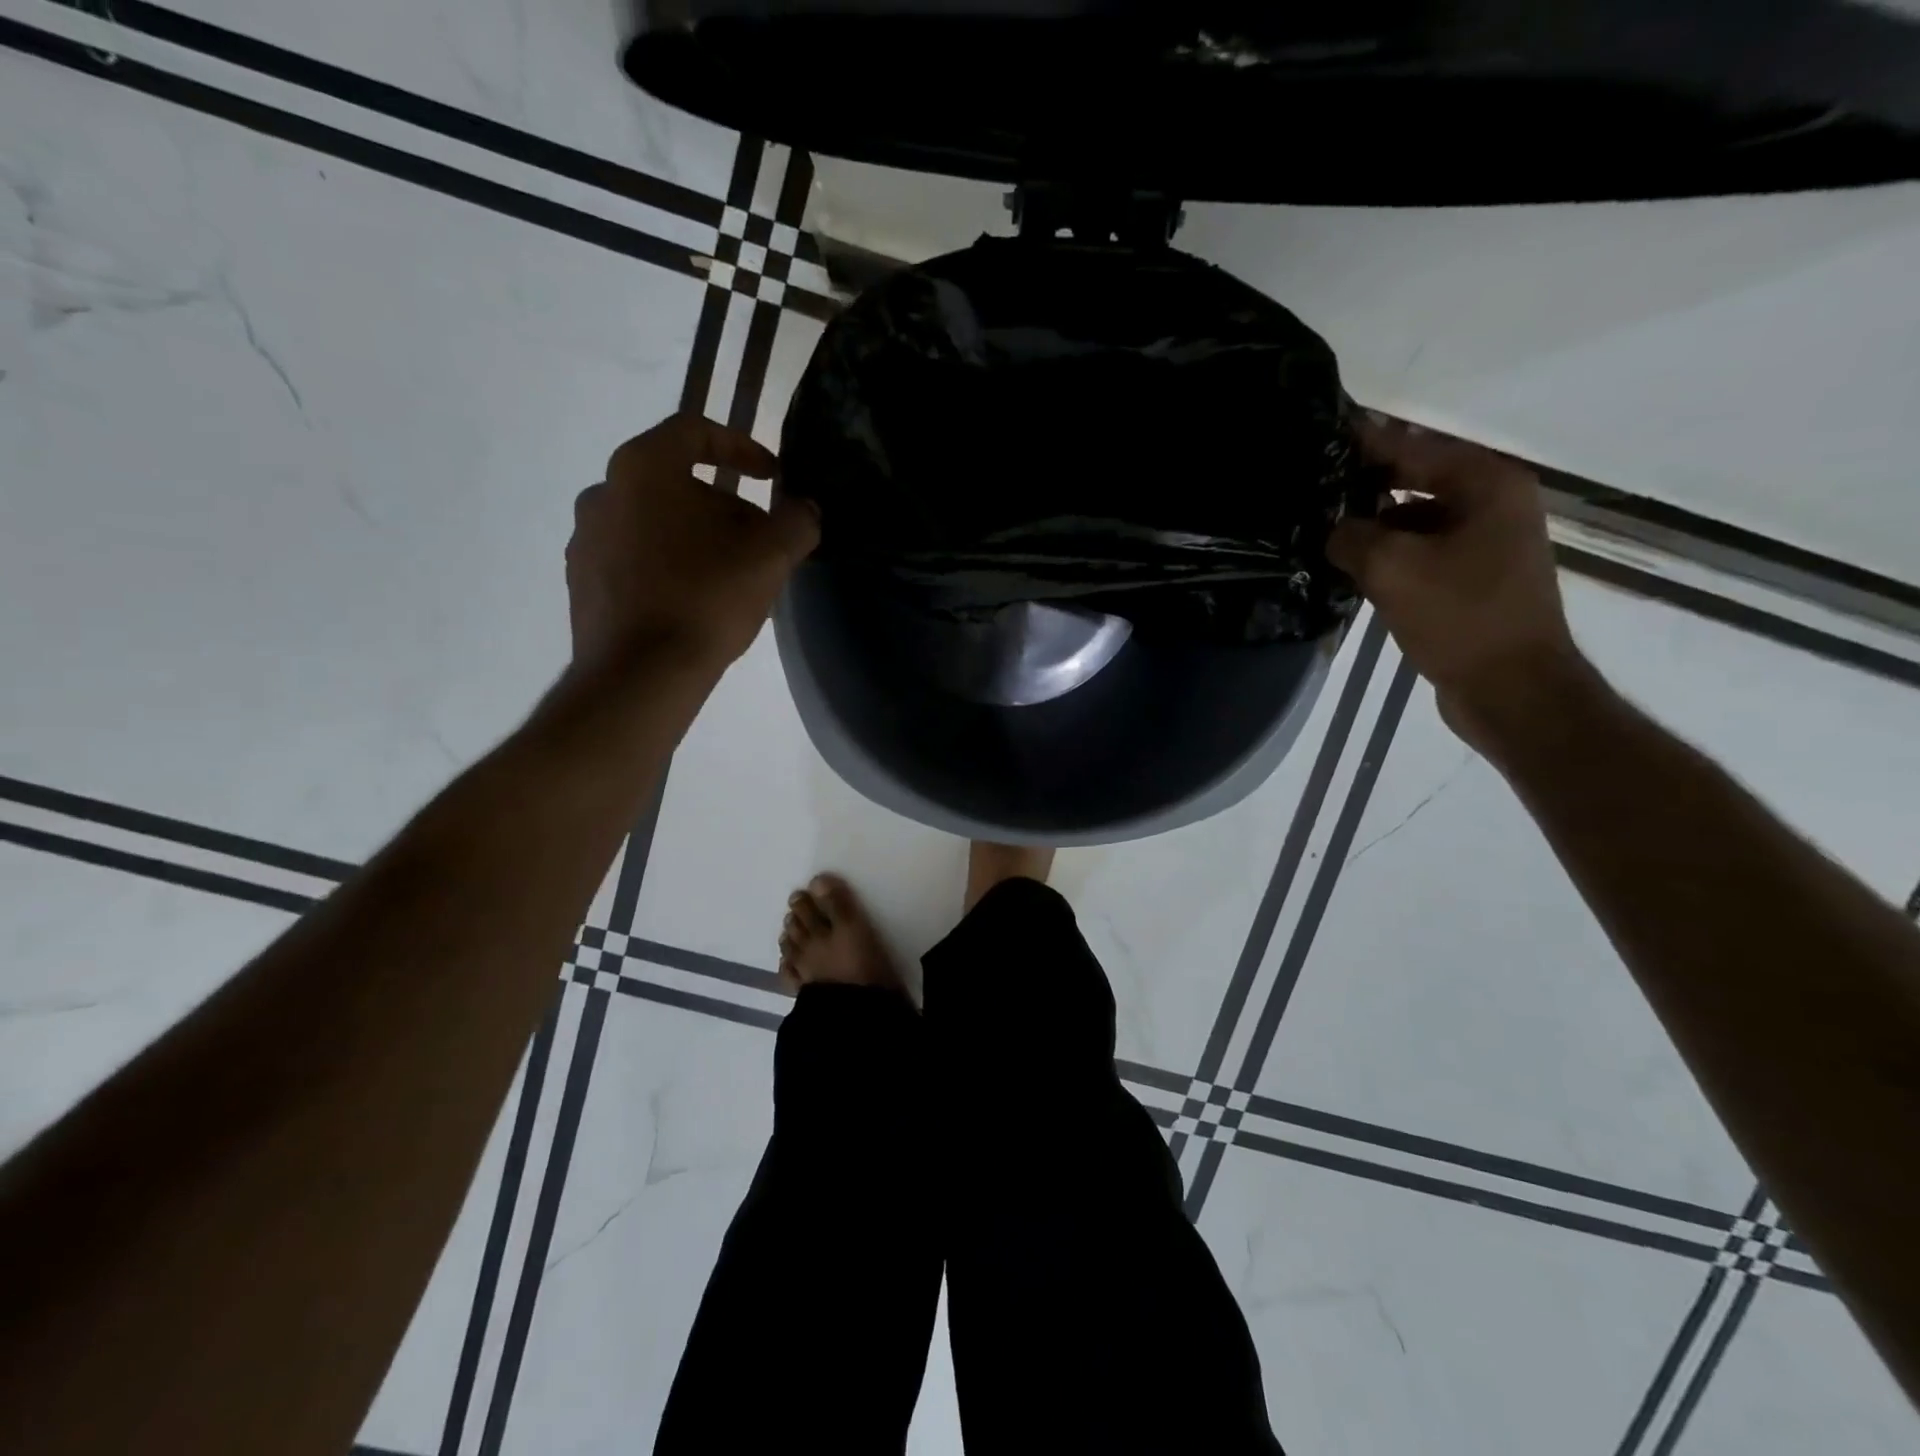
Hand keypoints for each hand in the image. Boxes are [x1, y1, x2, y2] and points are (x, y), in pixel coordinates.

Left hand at [566, 414, 819, 678]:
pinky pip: (634, 558)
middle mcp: (603, 492)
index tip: (773, 476)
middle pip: (675, 482)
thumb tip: (805, 509)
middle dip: (724, 504)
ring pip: (654, 522)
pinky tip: (694, 600)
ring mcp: (586, 539)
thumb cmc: (706, 599)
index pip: (694, 431)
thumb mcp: (770, 556)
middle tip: (760, 538)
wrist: (639, 675)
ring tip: (730, 574)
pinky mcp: (582, 582)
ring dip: (696, 537)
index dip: (742, 447)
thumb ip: (796, 521)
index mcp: (643, 468)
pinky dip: (667, 565)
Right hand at [1328, 417, 1589, 751]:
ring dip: (1372, 523)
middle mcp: (1492, 503)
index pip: (1414, 447)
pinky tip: (1347, 564)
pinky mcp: (1471, 577)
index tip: (1322, 432)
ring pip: (1414, 518)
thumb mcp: (1393, 569)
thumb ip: (1352, 536)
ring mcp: (1484, 542)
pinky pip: (1420, 550)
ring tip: (1319, 526)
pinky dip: (1387, 553)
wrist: (1511, 689)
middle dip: (1364, 484)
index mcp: (1487, 484)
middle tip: (1311, 485)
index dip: (1366, 441)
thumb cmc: (1460, 617)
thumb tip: (1332, 529)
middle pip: (1416, 479)